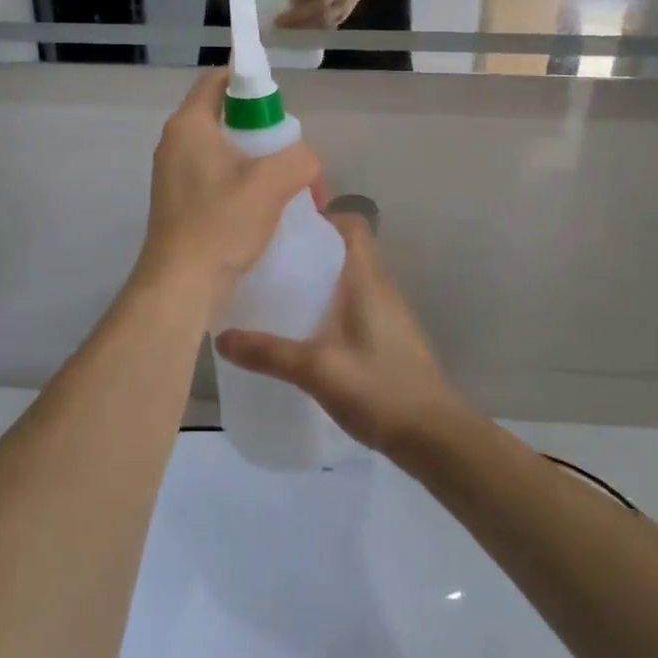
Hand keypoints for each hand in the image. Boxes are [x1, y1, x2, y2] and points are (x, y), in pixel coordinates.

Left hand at [133, 70, 319, 306]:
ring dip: (253, 159)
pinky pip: (214, 174)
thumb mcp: (272, 183)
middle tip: (288, 150)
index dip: (249, 81)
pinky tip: (261, 206)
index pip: (217, 81)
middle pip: (223, 115)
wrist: (181, 285)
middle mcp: (175, 142)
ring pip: (221, 148)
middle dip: (260, 128)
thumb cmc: (221, 224)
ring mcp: (173, 173)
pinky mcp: (178, 200)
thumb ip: (300, 158)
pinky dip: (239, 180)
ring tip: (282, 181)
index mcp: (189, 125)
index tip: (280, 105)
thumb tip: (305, 161)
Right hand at [214, 211, 465, 454]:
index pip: (352, 224)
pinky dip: (328, 307)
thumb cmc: (380, 389)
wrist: (436, 439)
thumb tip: (220, 337)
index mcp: (368, 279)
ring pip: (348, 279)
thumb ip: (269, 352)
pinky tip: (303, 331)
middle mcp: (380, 287)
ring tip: (277, 291)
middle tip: (268, 260)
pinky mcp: (387, 339)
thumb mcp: (317, 369)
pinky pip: (353, 305)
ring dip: (317, 280)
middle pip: (345, 250)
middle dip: (308, 250)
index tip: (285, 229)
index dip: (322, 218)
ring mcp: (387, 314)